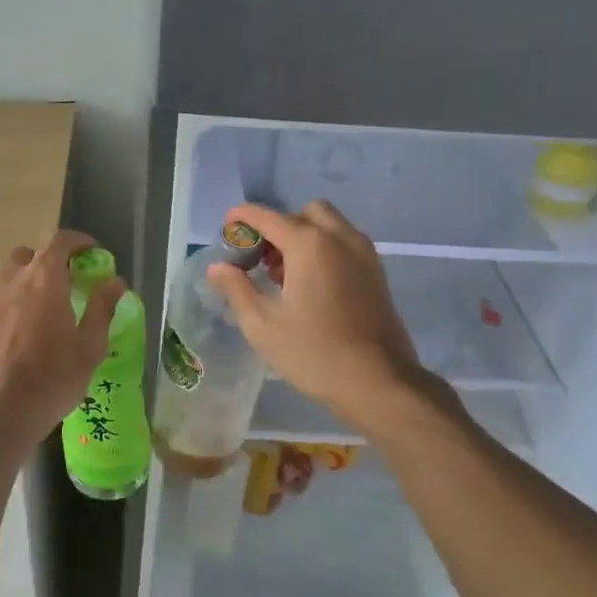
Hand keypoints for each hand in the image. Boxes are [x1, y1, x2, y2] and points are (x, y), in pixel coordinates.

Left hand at [0, 230, 124, 441]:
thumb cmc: (51, 380)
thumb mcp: (89, 348)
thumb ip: (102, 308)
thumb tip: (115, 282)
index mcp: (44, 278)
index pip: (60, 240)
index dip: (76, 241)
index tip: (88, 252)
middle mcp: (6, 278)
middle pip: (26, 258)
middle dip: (42, 267)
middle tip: (55, 293)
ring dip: (15, 293)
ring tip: (23, 326)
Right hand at [207, 201, 426, 429]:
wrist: (379, 382)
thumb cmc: (313, 353)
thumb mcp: (262, 325)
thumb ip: (237, 288)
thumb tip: (217, 267)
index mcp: (309, 245)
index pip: (269, 217)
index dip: (244, 217)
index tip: (227, 226)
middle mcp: (340, 238)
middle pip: (304, 213)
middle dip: (279, 226)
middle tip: (261, 258)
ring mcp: (364, 253)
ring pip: (329, 226)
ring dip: (303, 236)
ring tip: (283, 275)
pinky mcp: (377, 272)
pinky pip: (345, 243)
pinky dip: (324, 248)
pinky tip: (310, 285)